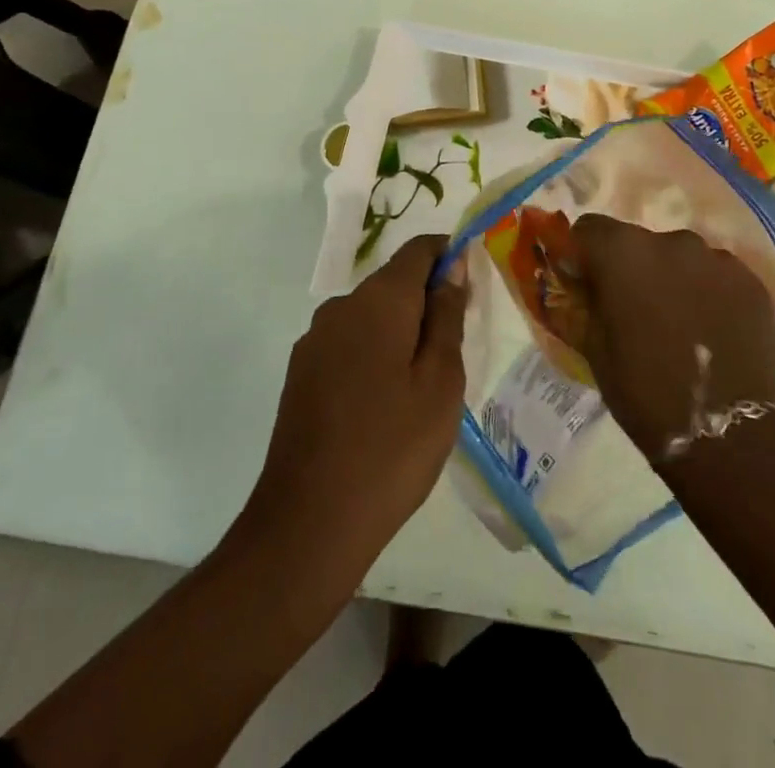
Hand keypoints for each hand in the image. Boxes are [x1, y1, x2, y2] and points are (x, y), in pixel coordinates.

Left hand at [238, 236, 467, 587]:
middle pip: (393, 283)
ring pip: (371, 315)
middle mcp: (340, 307)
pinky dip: (375, 354)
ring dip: (401, 331)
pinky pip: (349, 343)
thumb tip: (453, 266)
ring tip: (425, 385)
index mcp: (377, 301)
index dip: (449, 254)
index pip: (418, 250)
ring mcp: (314, 340)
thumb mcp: (440, 382)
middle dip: (428, 301)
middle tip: (457, 350)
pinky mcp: (301, 372)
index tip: (473, 283)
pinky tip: (386, 404)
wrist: (308, 523)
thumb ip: (447, 316)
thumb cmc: (392, 448)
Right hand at [567, 215, 774, 459]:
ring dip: (671, 277)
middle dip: (630, 267)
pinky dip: (707, 291)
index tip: (586, 284)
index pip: (589, 229)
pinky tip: (711, 328)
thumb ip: (583, 302)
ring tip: (678, 321)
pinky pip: (715, 274)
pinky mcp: (750, 280)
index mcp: (622, 252)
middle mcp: (669, 240)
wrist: (727, 435)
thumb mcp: (593, 348)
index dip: (583, 255)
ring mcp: (715, 257)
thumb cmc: (644, 392)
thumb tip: (579, 283)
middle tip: (634, 309)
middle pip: (637, 241)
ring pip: (679, 256)